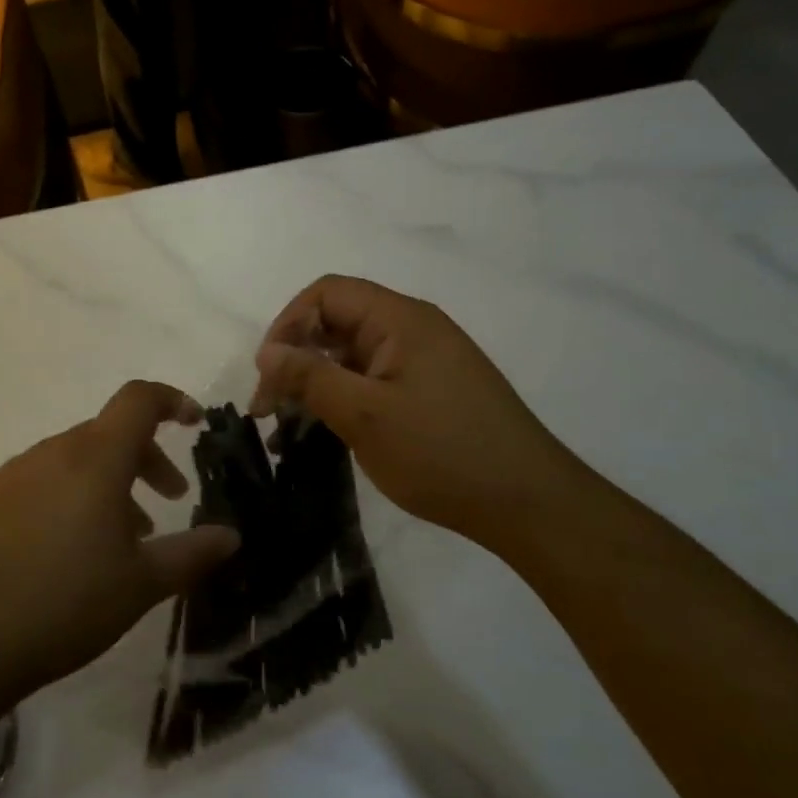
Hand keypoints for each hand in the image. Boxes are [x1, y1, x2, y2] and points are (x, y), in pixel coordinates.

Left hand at [0, 381, 238, 701]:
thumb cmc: (64, 603)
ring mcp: (13, 475)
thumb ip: (191, 554)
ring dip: (109, 483)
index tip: (194, 423)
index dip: (171, 400)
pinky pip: (43, 481)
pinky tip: (70, 551)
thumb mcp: (141, 584)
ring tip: (122, 537)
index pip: (138, 399)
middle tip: (169, 500)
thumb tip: (231, 535)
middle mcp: (53, 452)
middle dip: (146, 458)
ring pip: (76, 460)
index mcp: (94, 457)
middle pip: (110, 433)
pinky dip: (71, 496)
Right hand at [250, 276, 588, 538]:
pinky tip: (329, 432)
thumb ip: (310, 377)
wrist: (530, 504)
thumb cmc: (443, 453)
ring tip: (291, 426)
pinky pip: (376, 379)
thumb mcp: (364, 415)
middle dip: (298, 356)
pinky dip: (346, 398)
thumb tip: (267, 351)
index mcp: (401, 318)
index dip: (289, 323)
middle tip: (270, 407)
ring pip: (354, 354)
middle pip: (339, 321)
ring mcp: (427, 360)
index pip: (328, 293)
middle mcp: (414, 328)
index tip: (268, 372)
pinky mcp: (433, 390)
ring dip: (318, 381)